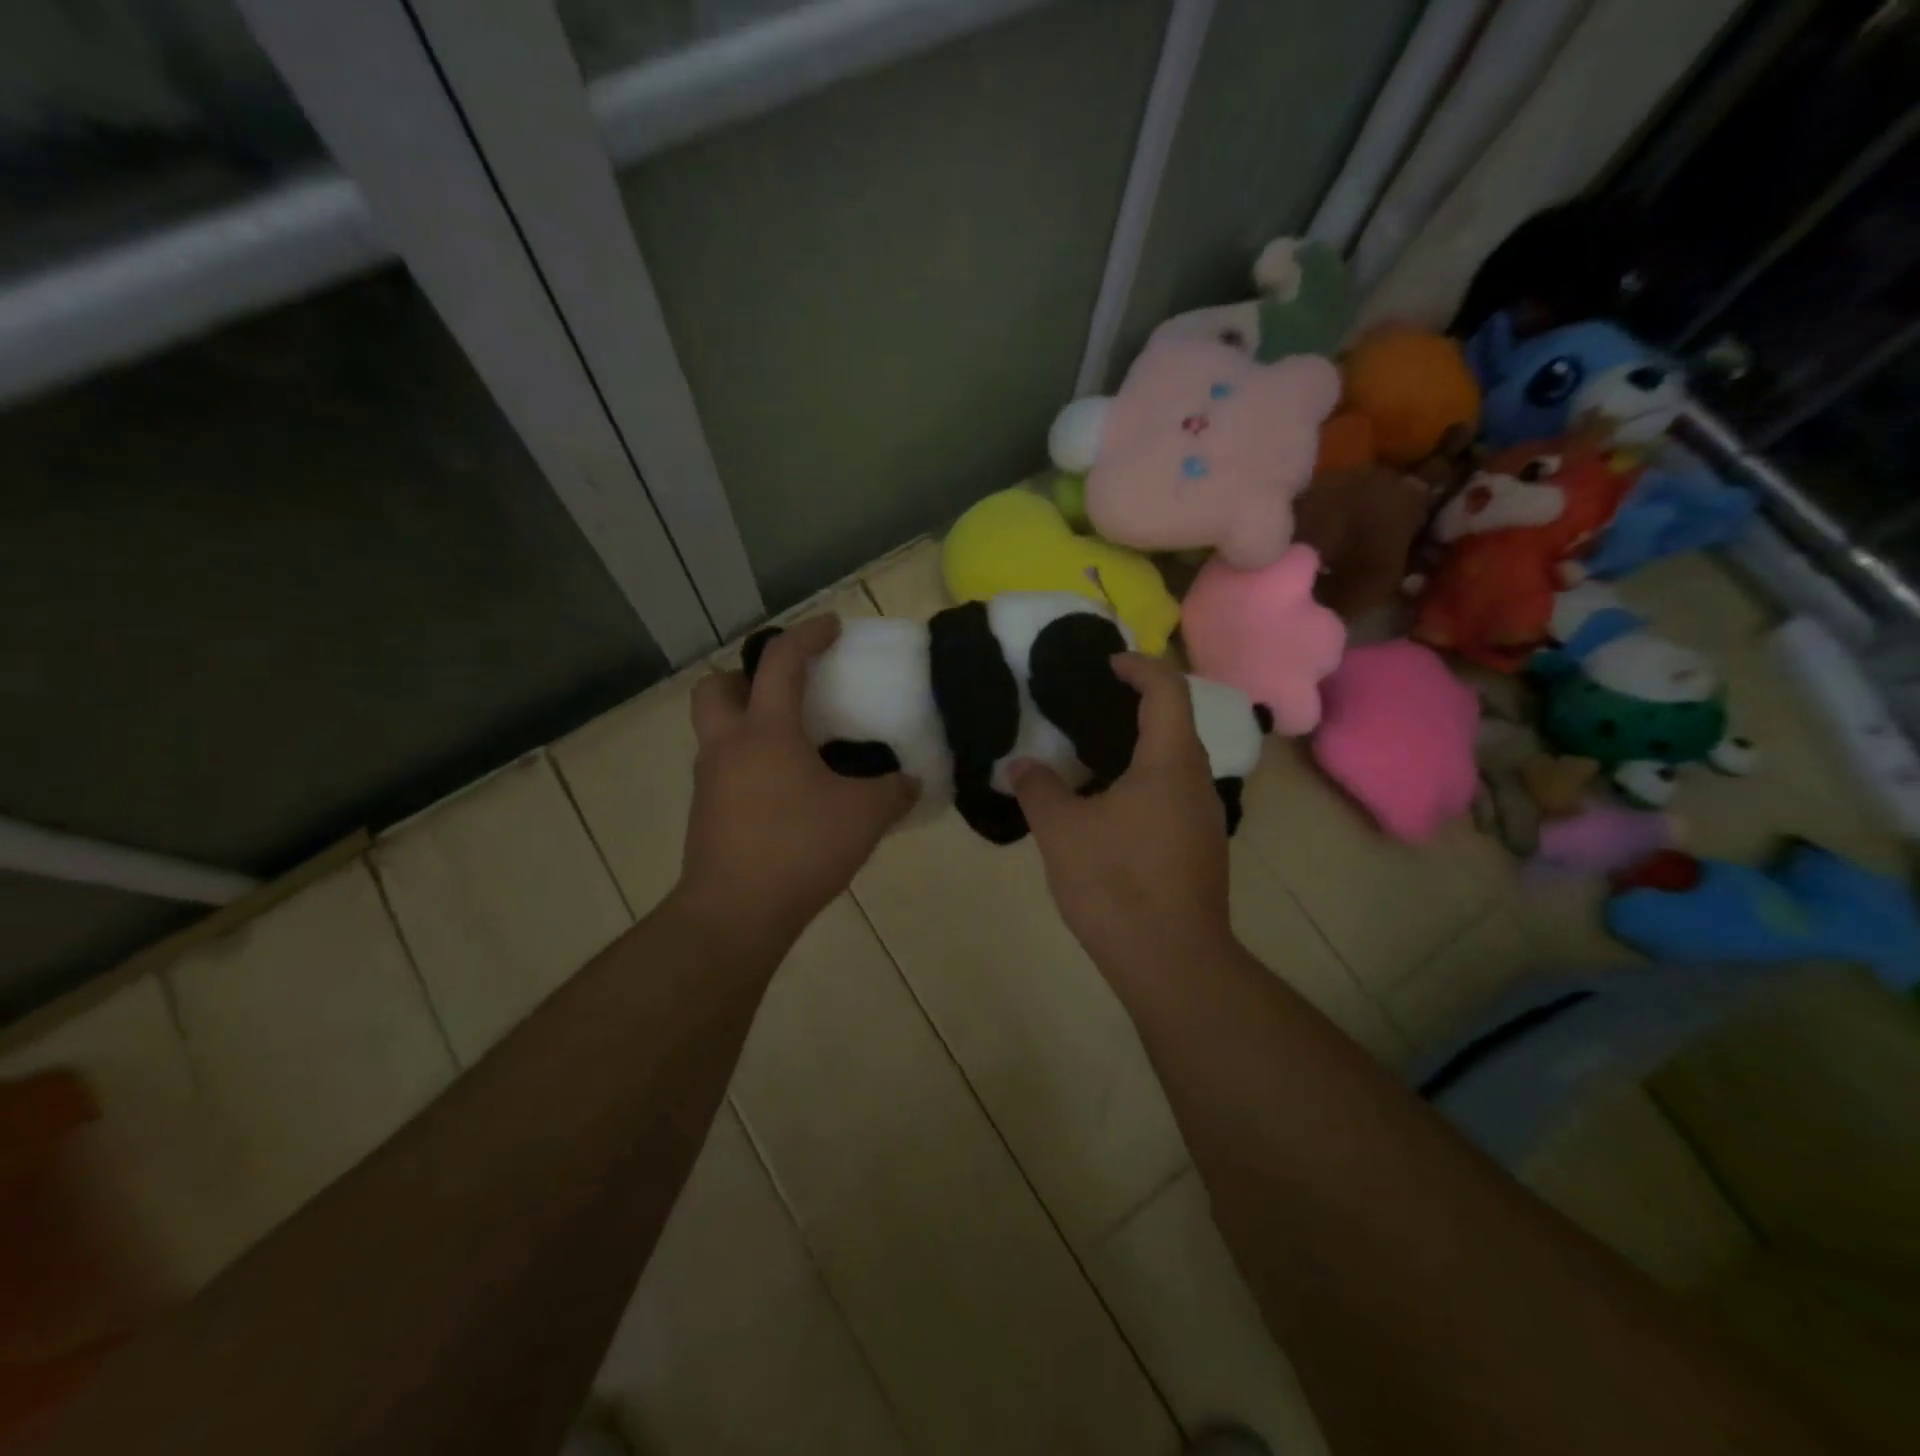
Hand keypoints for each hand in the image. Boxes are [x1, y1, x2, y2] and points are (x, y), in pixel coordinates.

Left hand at [676, 616, 916, 946]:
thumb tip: (909, 781)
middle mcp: (727, 746)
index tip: (831, 627)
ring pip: (715, 731)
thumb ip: (893, 791)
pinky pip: (723, 770)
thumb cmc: (799, 849)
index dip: (807, 636)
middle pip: (716, 688)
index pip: (780, 662)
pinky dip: (749, 764)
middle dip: (745, 677)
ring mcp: (709, 782)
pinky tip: (784, 792)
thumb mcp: (864, 816)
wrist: (736, 913)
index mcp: (765, 732)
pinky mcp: (706, 815)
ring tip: (793, 746)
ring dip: (746, 723)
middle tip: (784, 693)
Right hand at [1011, 653, 1233, 970]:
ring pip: (1176, 761)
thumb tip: (1020, 765)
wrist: (1171, 961)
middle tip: (1089, 704)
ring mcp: (1205, 817)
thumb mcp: (1062, 831)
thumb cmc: (1116, 883)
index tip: (1105, 664)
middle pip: (1176, 722)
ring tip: (1092, 751)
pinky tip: (1109, 803)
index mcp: (1170, 763)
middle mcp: (1198, 781)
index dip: (1138, 666)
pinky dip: (1145, 778)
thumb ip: (1039, 788)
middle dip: (1136, 703)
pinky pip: (1174, 792)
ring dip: (1140, 744)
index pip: (1167, 690)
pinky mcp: (1201, 847)